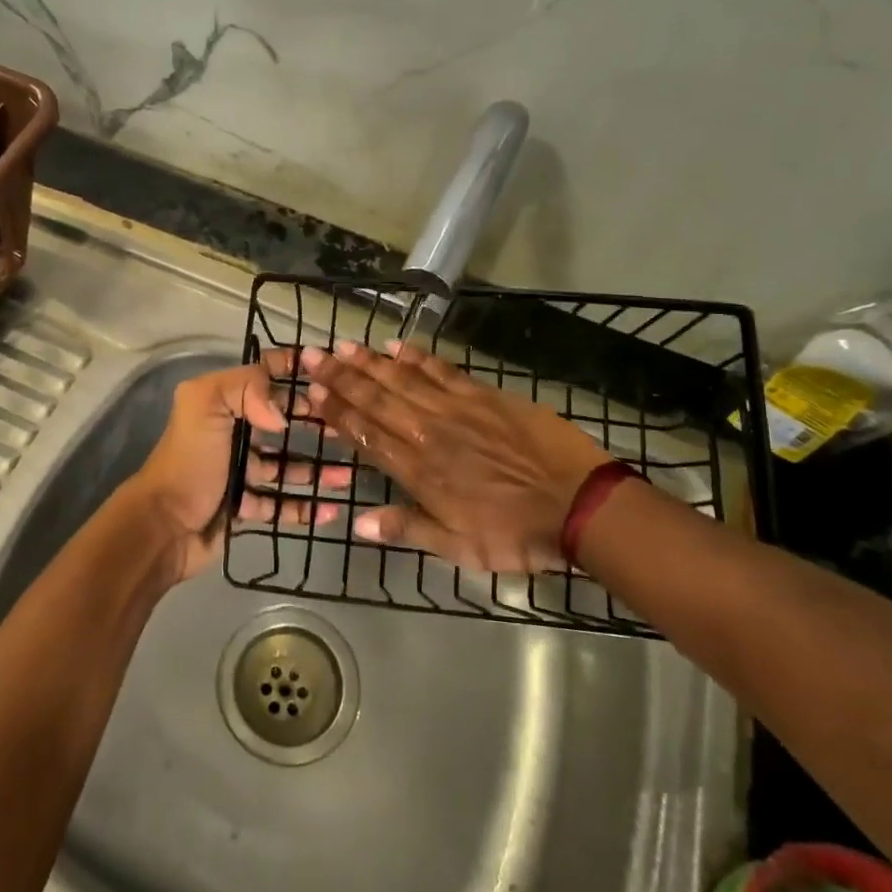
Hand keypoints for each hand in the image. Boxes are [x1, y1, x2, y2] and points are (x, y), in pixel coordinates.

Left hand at [127, 350, 351, 584]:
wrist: (163, 527)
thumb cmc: (189, 461)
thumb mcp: (206, 406)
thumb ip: (246, 388)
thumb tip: (283, 415)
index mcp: (221, 403)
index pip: (262, 375)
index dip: (292, 369)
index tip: (330, 372)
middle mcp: (232, 432)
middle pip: (280, 422)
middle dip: (313, 423)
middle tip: (348, 429)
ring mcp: (239, 472)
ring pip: (286, 467)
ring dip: (316, 470)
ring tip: (347, 476)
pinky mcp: (244, 508)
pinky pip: (280, 505)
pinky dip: (304, 508)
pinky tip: (330, 510)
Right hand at [303, 339, 611, 571]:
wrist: (579, 505)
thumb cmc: (516, 534)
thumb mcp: (459, 547)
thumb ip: (407, 529)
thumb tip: (357, 521)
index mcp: (419, 471)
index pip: (367, 434)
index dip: (337, 412)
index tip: (312, 391)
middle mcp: (429, 433)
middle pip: (377, 400)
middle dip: (342, 377)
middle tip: (314, 354)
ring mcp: (457, 409)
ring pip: (403, 380)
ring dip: (371, 363)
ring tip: (345, 346)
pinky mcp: (485, 396)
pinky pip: (444, 370)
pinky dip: (419, 356)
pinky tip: (398, 345)